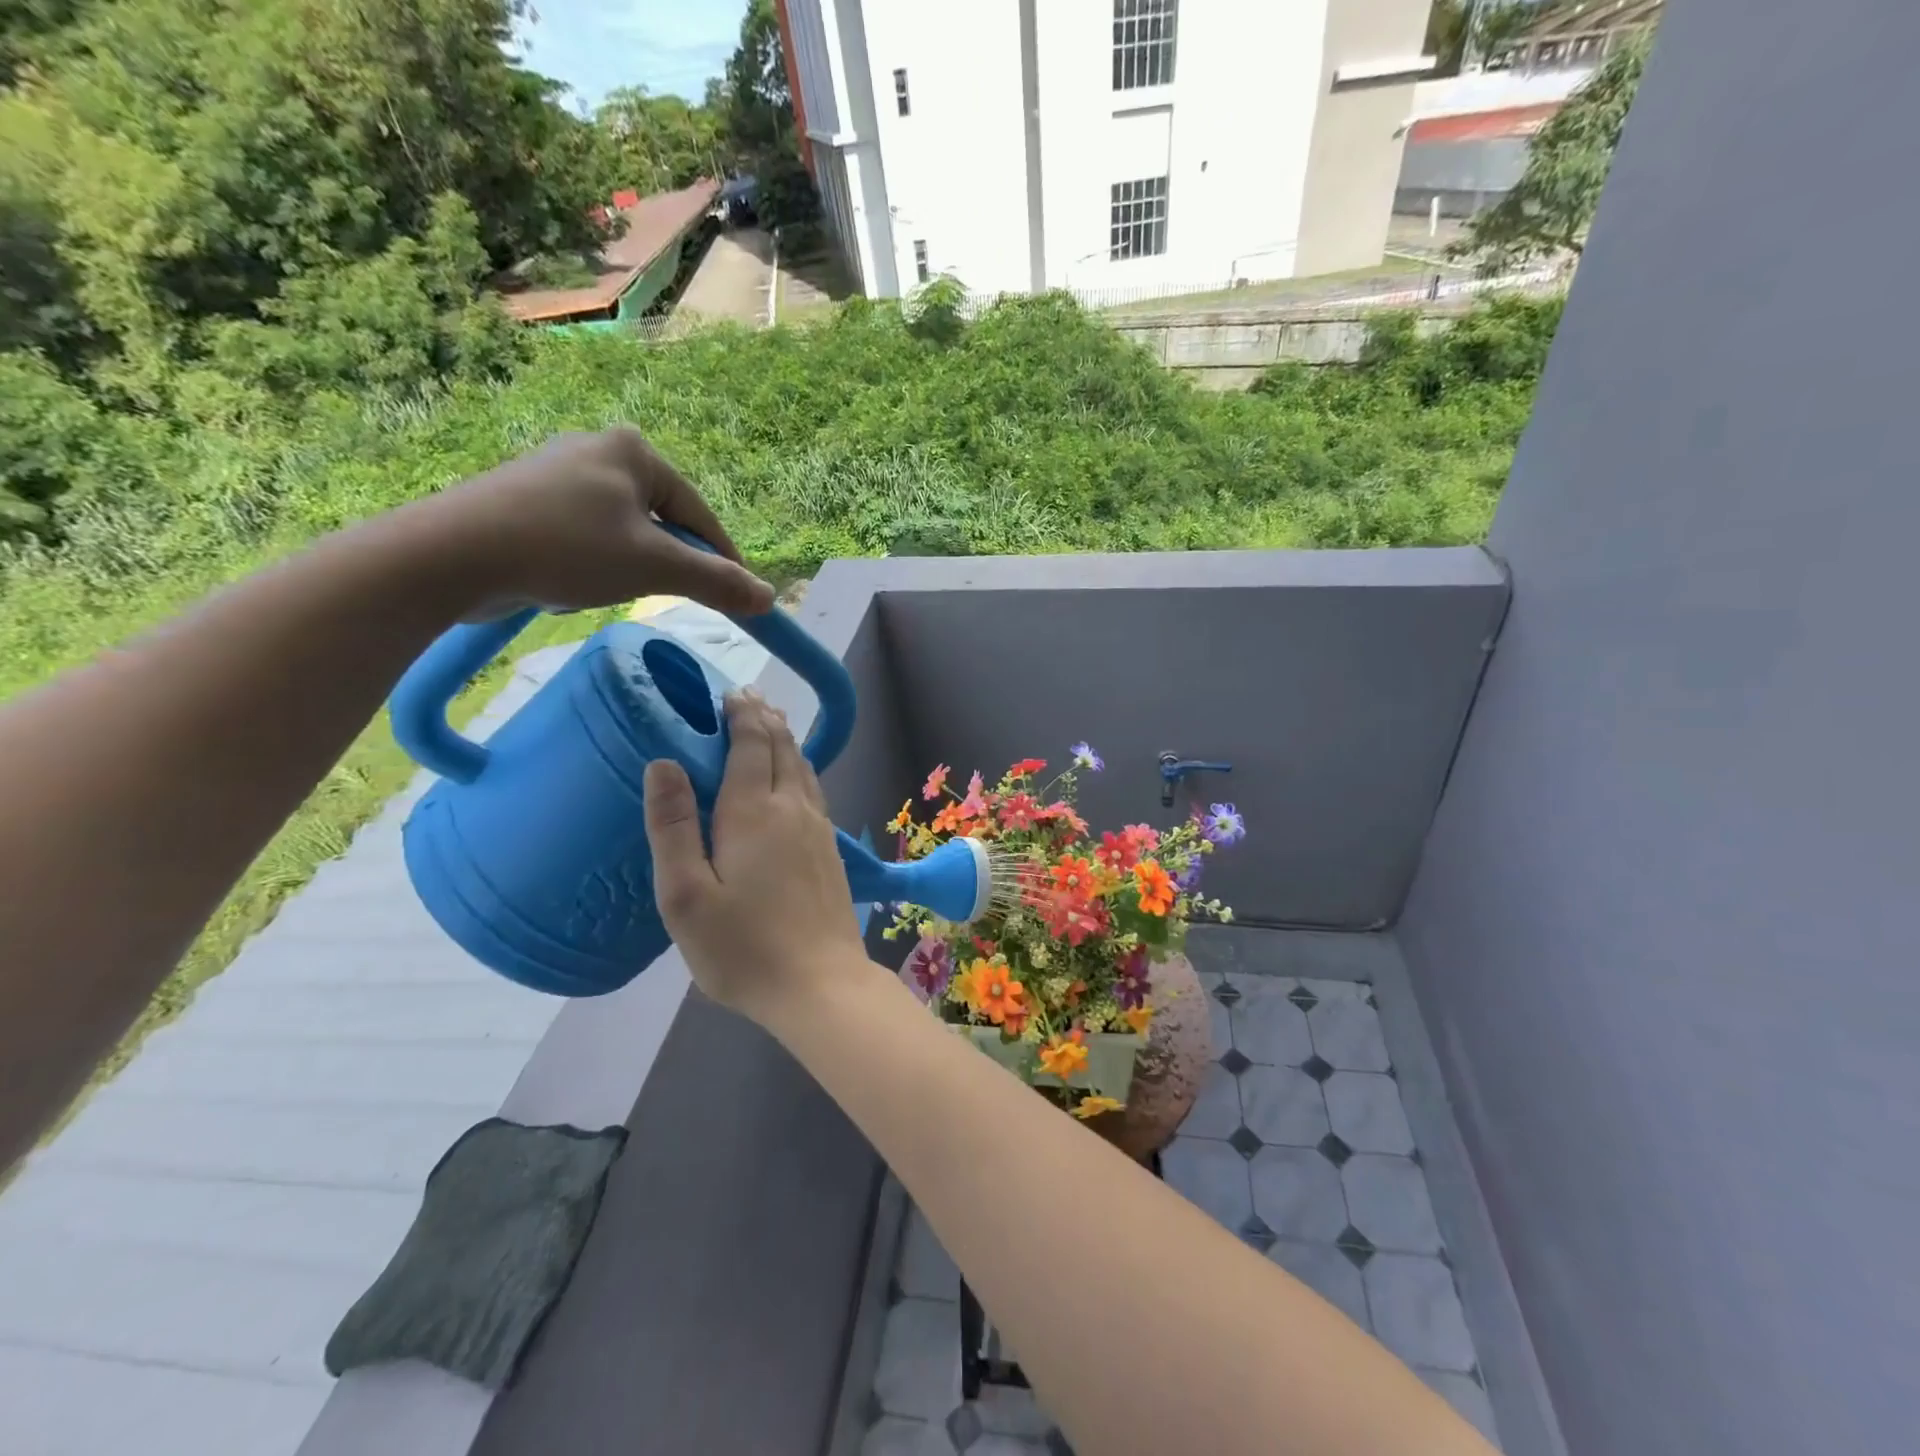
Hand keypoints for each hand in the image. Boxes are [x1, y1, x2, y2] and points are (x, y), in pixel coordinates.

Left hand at [402, 426, 774, 619]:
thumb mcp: (655, 568)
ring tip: (594, 588)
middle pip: (662, 524)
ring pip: (624, 536)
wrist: (453, 555)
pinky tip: (562, 582)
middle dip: (661, 566)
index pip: (700, 515)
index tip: (739, 599)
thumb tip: (769, 599)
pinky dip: (587, 567)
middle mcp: (599, 450)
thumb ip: (716, 582)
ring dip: (622, 570)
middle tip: (655, 594)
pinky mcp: (529, 501)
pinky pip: (586, 540)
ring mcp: (559, 474)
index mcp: (635, 451)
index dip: (723, 561)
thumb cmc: (568, 548)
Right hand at [642, 690, 866, 1021]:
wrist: (821, 985)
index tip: (729, 693)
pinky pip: (814, 791)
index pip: (750, 745)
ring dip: (785, 740)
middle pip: (782, 748)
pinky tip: (796, 779)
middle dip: (764, 719)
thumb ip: (673, 827)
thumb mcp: (685, 895)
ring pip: (803, 768)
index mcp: (753, 812)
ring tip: (771, 724)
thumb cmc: (743, 947)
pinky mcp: (831, 851)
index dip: (741, 715)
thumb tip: (663, 763)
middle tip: (748, 697)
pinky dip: (800, 769)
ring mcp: (819, 829)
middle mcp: (793, 808)